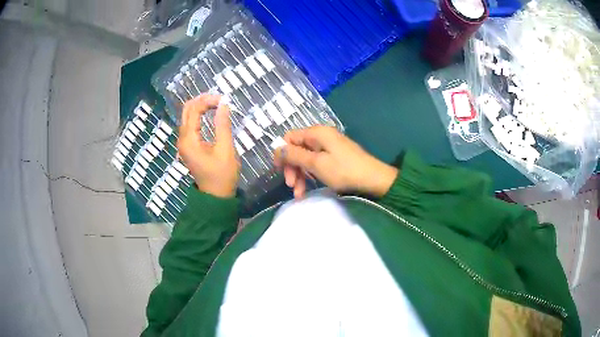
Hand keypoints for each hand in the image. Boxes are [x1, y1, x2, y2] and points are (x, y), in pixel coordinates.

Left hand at [177, 94, 238, 197]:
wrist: (215, 196)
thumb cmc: (222, 175)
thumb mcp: (226, 150)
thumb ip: (223, 125)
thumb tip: (224, 104)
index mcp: (189, 139)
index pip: (194, 109)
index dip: (208, 100)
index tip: (224, 100)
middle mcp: (182, 139)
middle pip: (187, 110)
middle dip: (202, 100)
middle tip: (220, 99)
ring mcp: (183, 142)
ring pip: (187, 116)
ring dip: (200, 107)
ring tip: (217, 104)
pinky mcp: (188, 146)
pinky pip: (190, 124)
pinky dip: (199, 115)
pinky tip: (210, 113)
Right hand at [274, 126, 397, 198]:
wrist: (373, 179)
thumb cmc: (343, 170)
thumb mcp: (316, 163)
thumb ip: (294, 155)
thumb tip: (277, 149)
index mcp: (316, 133)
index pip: (290, 137)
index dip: (282, 152)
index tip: (278, 170)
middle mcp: (321, 137)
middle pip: (297, 149)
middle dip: (291, 167)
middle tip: (291, 185)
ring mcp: (329, 148)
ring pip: (306, 159)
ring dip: (300, 175)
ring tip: (299, 194)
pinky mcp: (334, 158)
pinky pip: (316, 164)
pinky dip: (310, 176)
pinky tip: (307, 190)